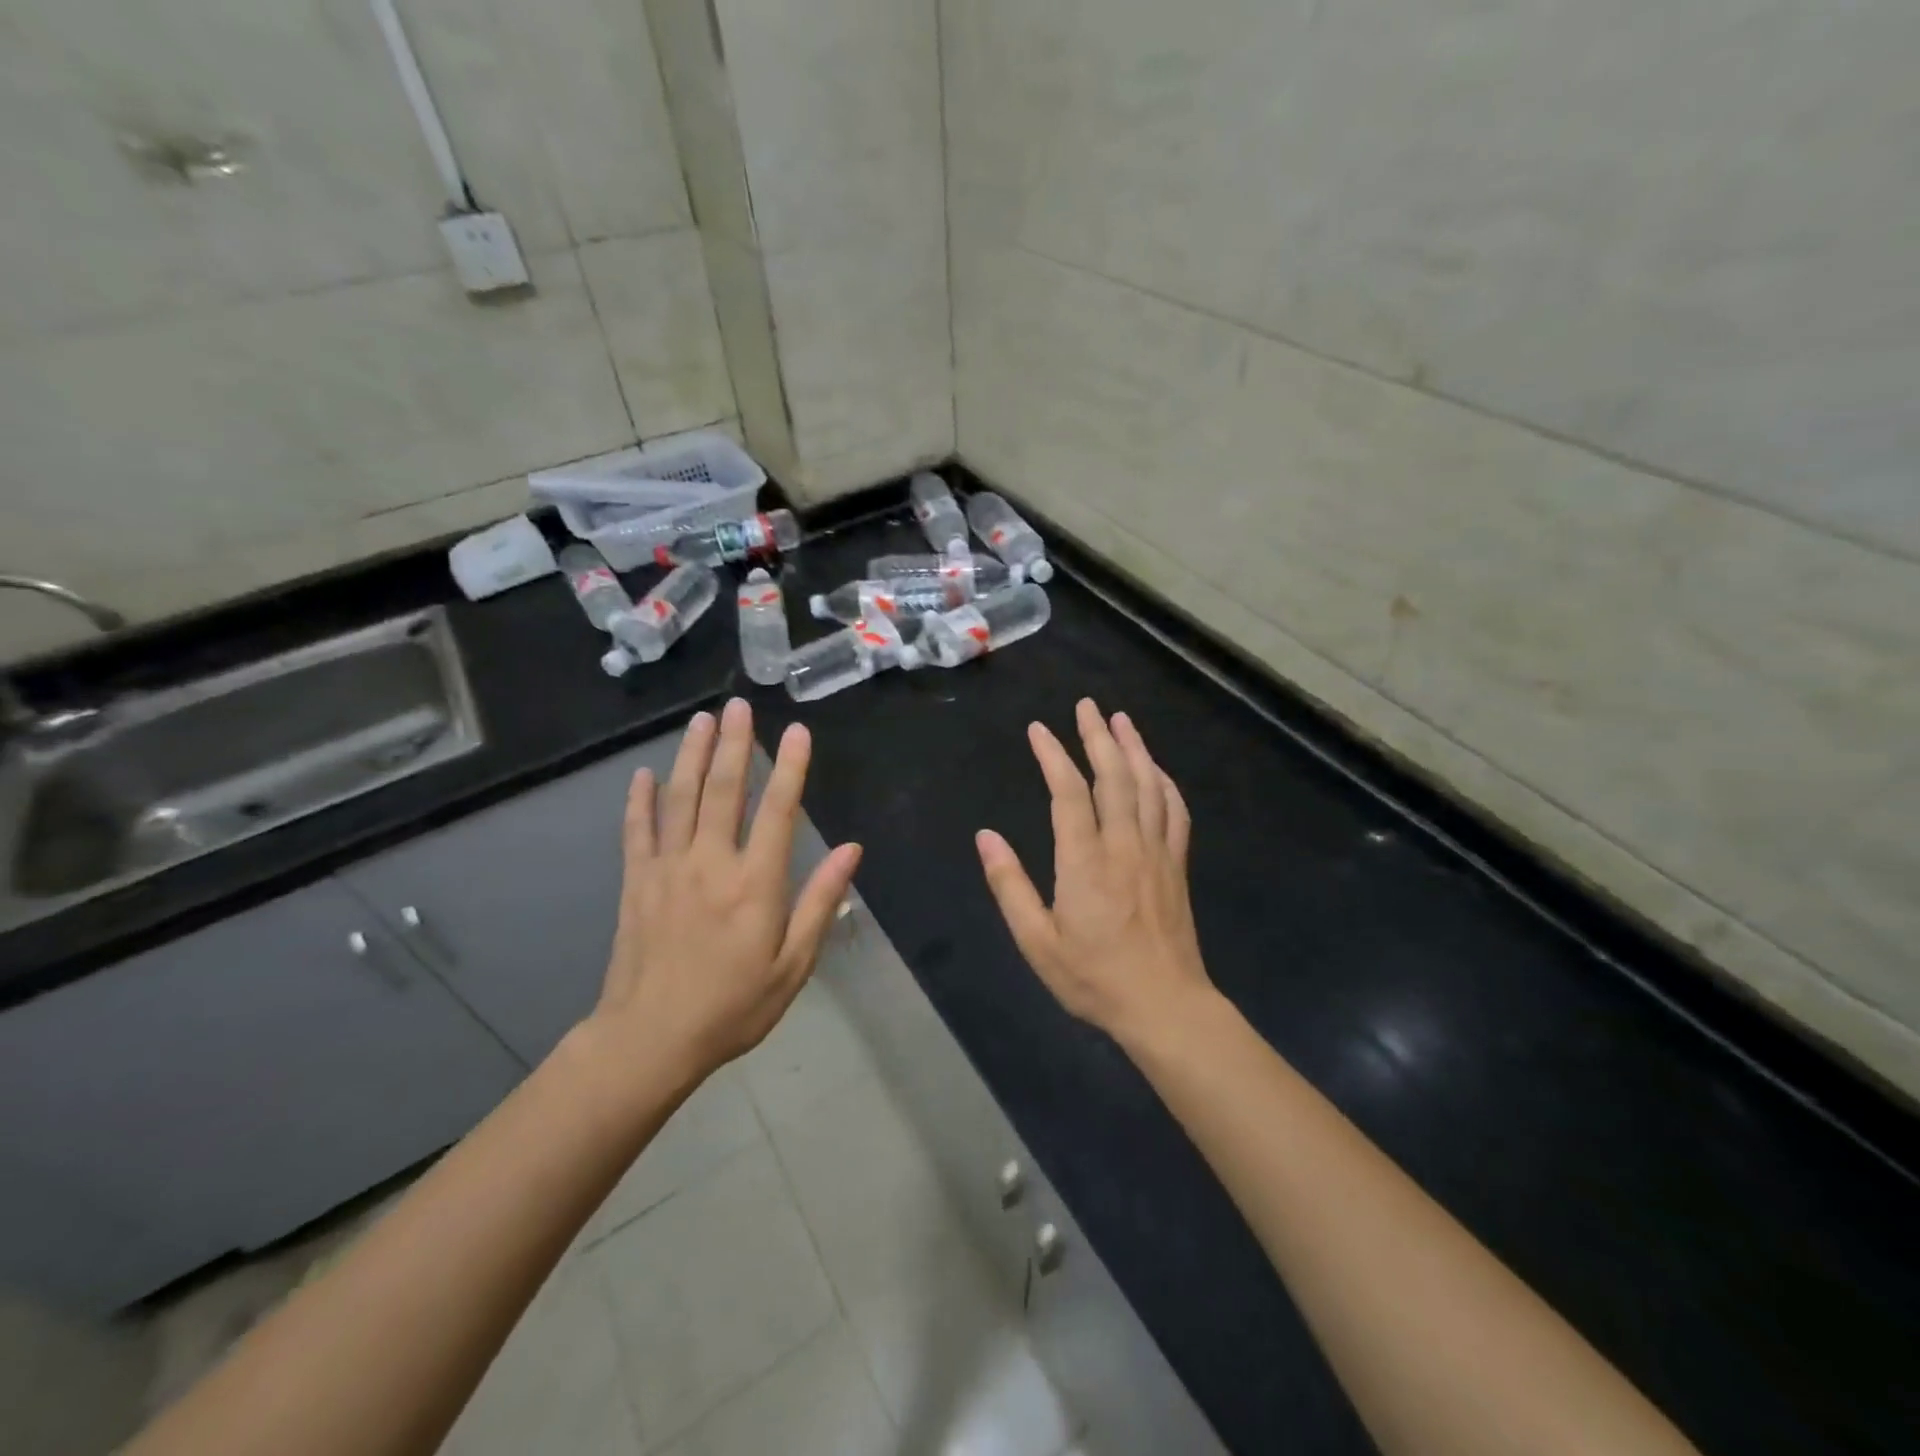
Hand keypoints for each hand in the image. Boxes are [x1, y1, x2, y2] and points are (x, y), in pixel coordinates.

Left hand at [592, 699, 861, 1089]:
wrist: (650, 1040)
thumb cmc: (733, 1007)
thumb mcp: (793, 964)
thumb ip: (820, 902)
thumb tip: (852, 850)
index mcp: (755, 884)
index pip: (778, 811)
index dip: (791, 767)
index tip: (797, 731)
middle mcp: (711, 864)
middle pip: (724, 791)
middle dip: (735, 744)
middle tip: (738, 705)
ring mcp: (668, 869)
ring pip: (681, 799)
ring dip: (692, 756)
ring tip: (701, 720)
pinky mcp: (637, 882)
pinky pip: (637, 831)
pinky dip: (641, 800)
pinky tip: (644, 774)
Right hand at [976, 699, 1211, 1044]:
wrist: (1165, 1005)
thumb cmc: (1094, 977)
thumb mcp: (1037, 942)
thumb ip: (1010, 886)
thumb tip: (986, 837)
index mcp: (1085, 861)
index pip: (1068, 792)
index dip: (1053, 756)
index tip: (1039, 730)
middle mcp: (1124, 845)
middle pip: (1114, 776)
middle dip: (1098, 736)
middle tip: (1087, 706)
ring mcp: (1156, 852)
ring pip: (1148, 786)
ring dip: (1134, 748)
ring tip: (1121, 720)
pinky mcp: (1177, 865)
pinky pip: (1174, 811)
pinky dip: (1165, 783)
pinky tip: (1157, 769)